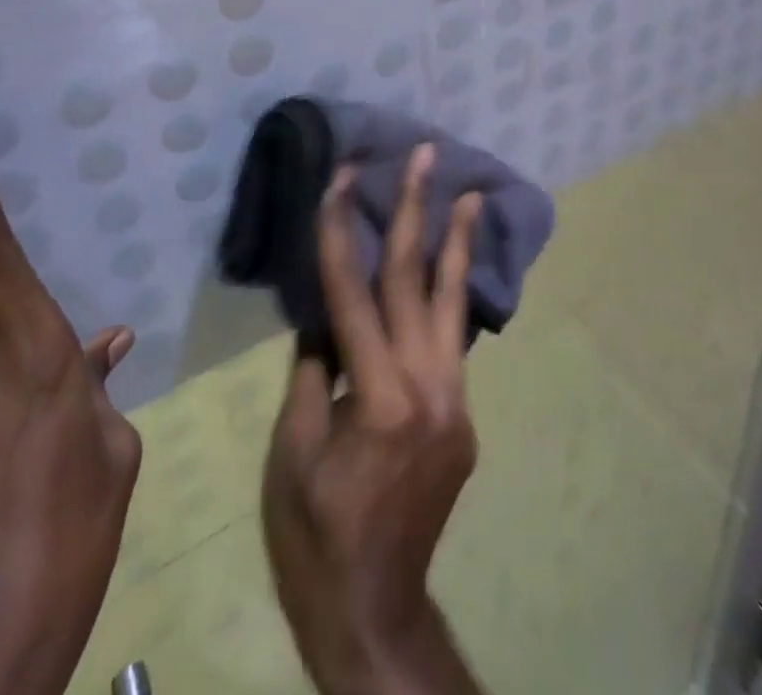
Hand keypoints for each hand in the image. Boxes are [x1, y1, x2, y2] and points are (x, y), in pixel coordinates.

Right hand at [261, 143, 487, 694]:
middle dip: (417, 209)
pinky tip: (453, 266)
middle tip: (426, 154)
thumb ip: (312, 370)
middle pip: (417, 280)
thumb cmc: (315, 533)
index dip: (343, 230)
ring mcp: (455, 399)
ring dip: (457, 242)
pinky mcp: (464, 414)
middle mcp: (428, 386)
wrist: (375, 608)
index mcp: (376, 397)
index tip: (344, 177)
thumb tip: (325, 315)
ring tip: (469, 192)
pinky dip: (452, 296)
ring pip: (454, 303)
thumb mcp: (291, 451)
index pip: (354, 292)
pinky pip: (453, 341)